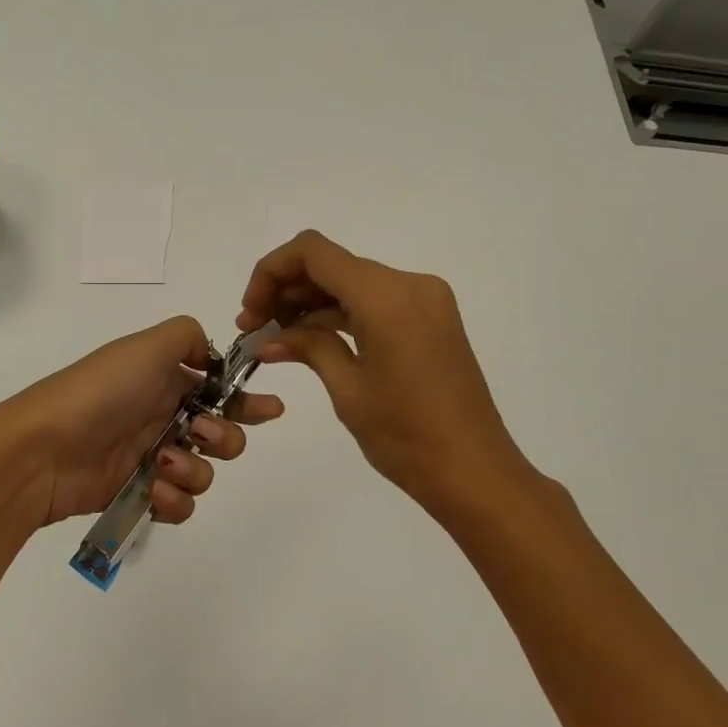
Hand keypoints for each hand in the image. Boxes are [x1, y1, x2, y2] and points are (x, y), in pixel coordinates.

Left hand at [0, 316, 284, 529]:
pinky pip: (179, 503)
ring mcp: (150, 457)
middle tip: (201, 434)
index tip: (271, 409)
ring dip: (195, 469)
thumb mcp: (147, 345)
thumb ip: (189, 337)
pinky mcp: (139, 494)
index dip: (246, 399)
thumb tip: (210, 358)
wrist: (44, 449)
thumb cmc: (102, 391)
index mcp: (165, 378)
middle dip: (224, 435)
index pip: (218, 388)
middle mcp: (162, 415)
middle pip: (221, 432)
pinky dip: (174, 498)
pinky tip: (155, 490)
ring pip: (204, 470)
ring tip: (164, 461)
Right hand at [238, 231, 547, 517]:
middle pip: (332, 264)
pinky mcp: (430, 319)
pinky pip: (374, 302)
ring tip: (274, 339)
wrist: (477, 473)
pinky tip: (308, 341)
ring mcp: (425, 300)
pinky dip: (339, 315)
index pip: (314, 252)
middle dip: (286, 289)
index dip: (272, 271)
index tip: (250, 310)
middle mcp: (409, 284)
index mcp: (387, 296)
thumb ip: (308, 347)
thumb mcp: (348, 388)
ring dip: (310, 303)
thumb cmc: (407, 436)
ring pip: (351, 282)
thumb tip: (269, 337)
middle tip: (253, 329)